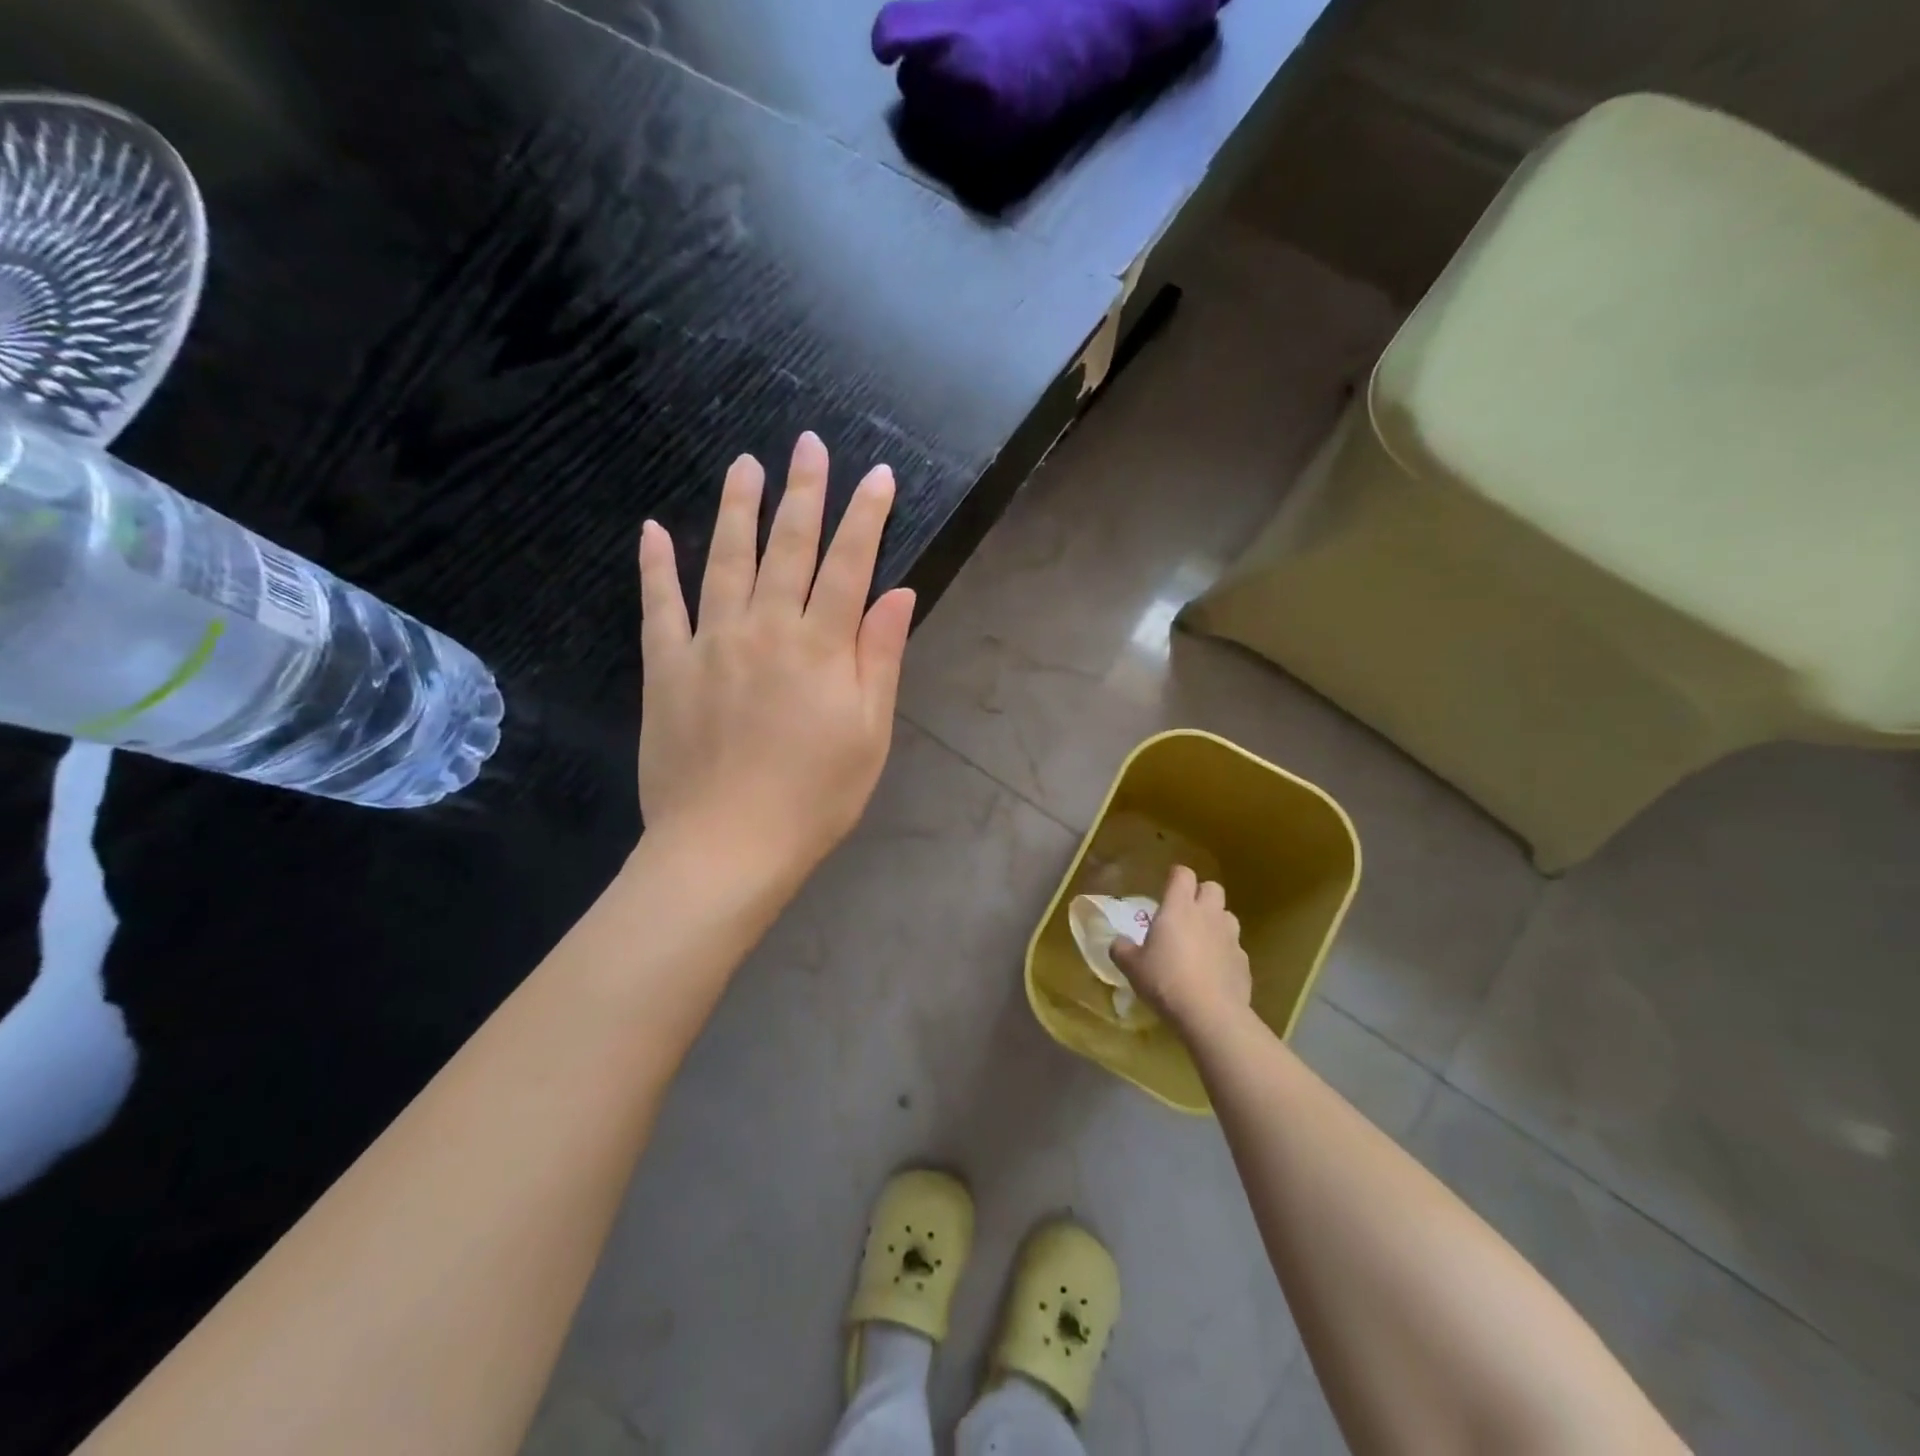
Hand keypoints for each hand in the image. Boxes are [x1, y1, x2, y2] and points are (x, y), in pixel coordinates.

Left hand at [636, 432, 914, 882]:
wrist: (726, 847)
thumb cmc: (814, 798)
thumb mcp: (869, 735)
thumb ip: (880, 659)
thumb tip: (898, 593)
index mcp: (821, 648)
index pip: (849, 565)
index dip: (865, 517)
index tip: (875, 474)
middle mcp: (765, 629)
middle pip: (788, 547)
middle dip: (803, 492)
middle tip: (808, 444)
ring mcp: (709, 644)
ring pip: (725, 561)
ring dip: (737, 509)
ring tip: (745, 465)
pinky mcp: (666, 668)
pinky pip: (659, 606)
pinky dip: (656, 566)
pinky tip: (653, 530)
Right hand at [1110, 865, 1252, 1036]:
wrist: (1210, 1014)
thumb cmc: (1165, 981)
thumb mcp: (1132, 967)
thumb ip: (1122, 949)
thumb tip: (1117, 942)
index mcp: (1179, 908)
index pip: (1183, 874)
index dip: (1176, 877)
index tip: (1167, 887)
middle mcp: (1207, 915)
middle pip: (1212, 887)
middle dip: (1201, 894)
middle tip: (1185, 913)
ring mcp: (1230, 937)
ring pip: (1227, 915)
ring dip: (1216, 921)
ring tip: (1202, 941)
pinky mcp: (1244, 961)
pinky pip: (1235, 947)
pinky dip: (1225, 952)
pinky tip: (1214, 971)